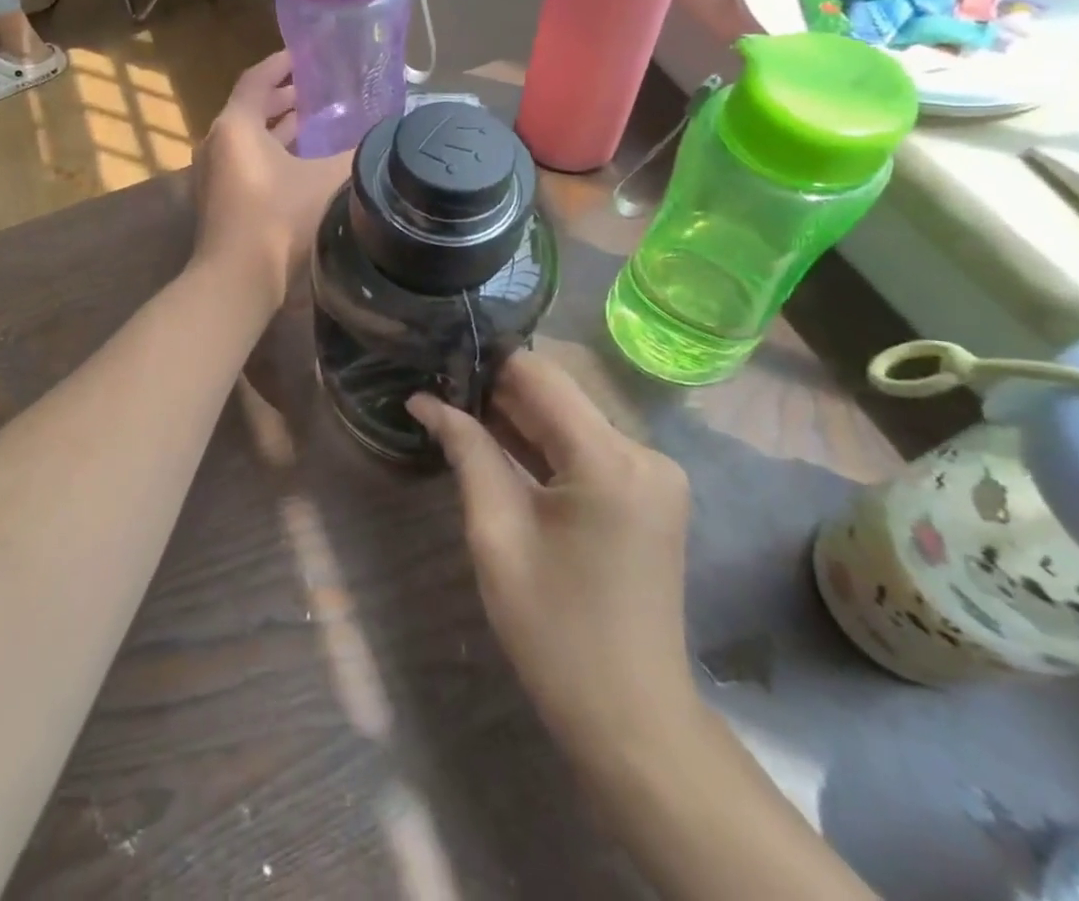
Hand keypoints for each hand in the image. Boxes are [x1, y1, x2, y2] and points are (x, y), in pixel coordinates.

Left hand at [192, 51, 350, 313]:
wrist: (236, 280)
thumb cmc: (277, 220)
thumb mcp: (325, 181)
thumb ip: (356, 154)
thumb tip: (387, 135)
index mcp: (235, 126)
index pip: (256, 79)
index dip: (281, 64)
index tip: (305, 55)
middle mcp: (217, 143)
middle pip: (250, 107)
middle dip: (282, 96)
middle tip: (318, 89)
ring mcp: (213, 173)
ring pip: (248, 137)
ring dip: (277, 126)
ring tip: (314, 120)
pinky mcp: (219, 199)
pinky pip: (246, 161)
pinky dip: (270, 152)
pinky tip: (300, 162)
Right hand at [409, 353, 696, 772]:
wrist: (631, 718)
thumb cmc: (555, 630)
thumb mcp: (497, 534)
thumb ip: (467, 452)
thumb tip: (424, 400)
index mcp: (611, 460)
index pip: (540, 375)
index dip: (486, 361)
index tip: (437, 360)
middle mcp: (644, 453)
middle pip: (558, 395)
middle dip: (497, 391)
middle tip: (438, 391)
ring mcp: (654, 474)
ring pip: (571, 419)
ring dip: (518, 418)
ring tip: (457, 414)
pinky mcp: (649, 493)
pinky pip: (587, 448)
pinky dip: (544, 445)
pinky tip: (500, 447)